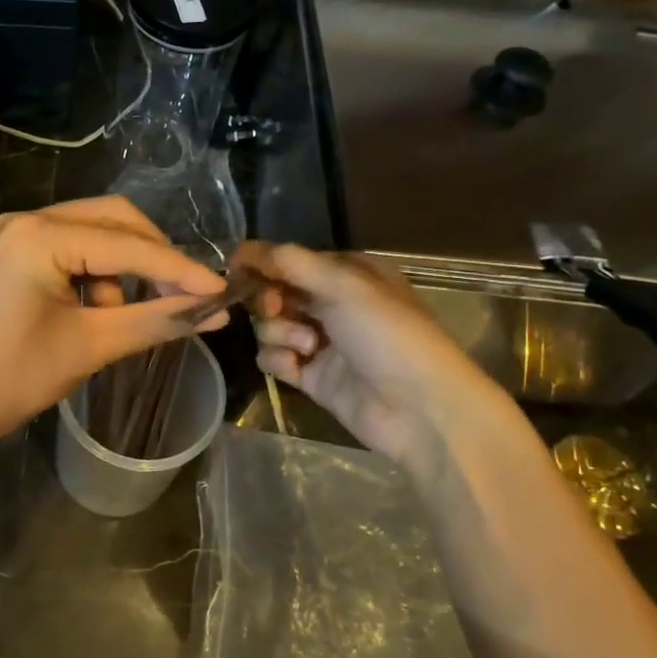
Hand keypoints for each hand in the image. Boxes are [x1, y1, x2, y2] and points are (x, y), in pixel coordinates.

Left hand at [0, 198, 229, 452]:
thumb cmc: (4, 380)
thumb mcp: (86, 349)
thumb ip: (153, 322)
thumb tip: (213, 312)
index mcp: (40, 235)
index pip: (129, 245)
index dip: (180, 269)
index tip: (223, 291)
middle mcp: (25, 220)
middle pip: (112, 219)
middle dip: (153, 257)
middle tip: (184, 296)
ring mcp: (11, 235)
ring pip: (90, 233)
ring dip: (121, 269)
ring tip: (125, 318)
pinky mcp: (6, 255)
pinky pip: (66, 249)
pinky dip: (93, 275)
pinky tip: (95, 313)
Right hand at [231, 241, 510, 462]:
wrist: (420, 409)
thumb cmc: (387, 334)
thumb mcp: (343, 285)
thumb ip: (290, 263)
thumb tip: (242, 248)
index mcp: (348, 273)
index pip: (291, 259)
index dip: (263, 263)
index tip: (236, 269)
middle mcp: (333, 303)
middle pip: (276, 291)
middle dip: (269, 299)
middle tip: (276, 308)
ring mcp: (321, 341)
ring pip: (270, 325)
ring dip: (279, 332)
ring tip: (306, 346)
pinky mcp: (312, 376)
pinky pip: (274, 358)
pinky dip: (278, 359)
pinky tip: (298, 367)